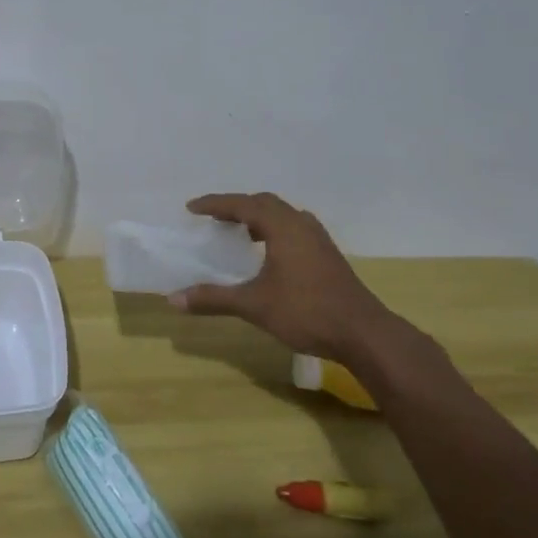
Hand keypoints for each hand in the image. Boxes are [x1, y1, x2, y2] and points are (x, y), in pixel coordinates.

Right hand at [167, 192, 400, 363]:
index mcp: (282, 227)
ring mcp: (319, 239)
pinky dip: (275, 230)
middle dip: (237, 207)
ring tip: (240, 233)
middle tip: (214, 218)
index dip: (215, 204)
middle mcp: (301, 224)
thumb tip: (173, 299)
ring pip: (283, 215)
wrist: (364, 334)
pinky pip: (295, 229)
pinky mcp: (328, 255)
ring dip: (259, 217)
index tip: (191, 208)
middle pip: (264, 203)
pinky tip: (270, 254)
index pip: (242, 204)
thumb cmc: (306, 312)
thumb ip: (214, 298)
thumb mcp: (254, 305)